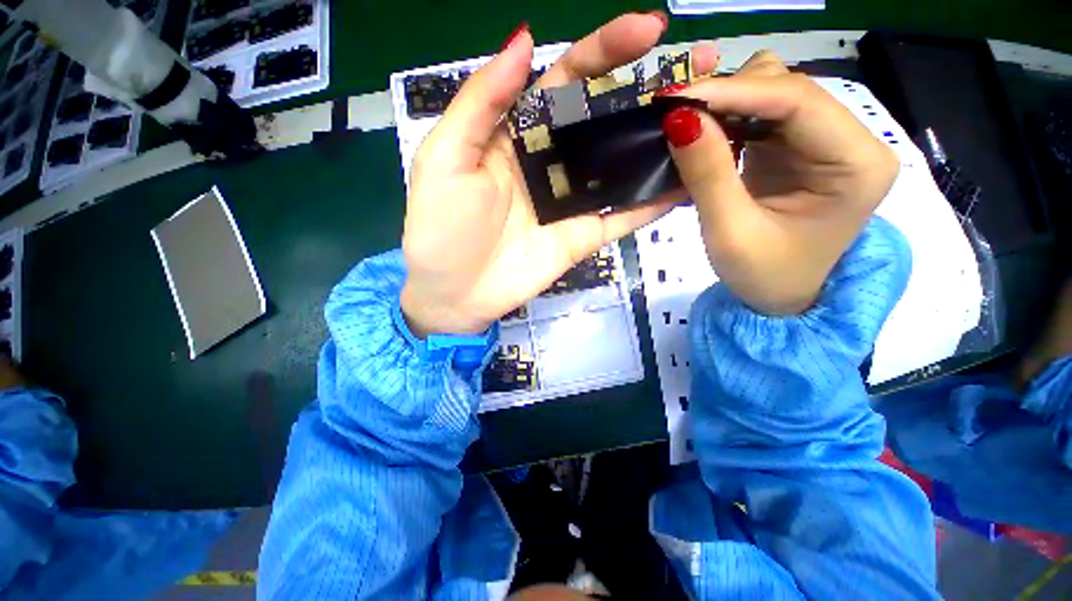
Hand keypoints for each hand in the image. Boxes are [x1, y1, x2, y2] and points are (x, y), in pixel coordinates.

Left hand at [401, 15, 719, 336]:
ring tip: (709, 117)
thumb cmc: (441, 227)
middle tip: (704, 67)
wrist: (454, 293)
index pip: (566, 80)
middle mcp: (550, 162)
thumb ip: (482, 103)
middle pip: (604, 117)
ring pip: (621, 164)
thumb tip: (525, 39)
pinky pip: (623, 216)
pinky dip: (653, 202)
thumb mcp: (445, 158)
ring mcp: (571, 201)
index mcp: (516, 134)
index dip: (604, 50)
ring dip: (661, 142)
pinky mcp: (583, 236)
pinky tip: (689, 183)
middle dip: (650, 89)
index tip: (648, 28)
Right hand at [662, 51, 898, 314]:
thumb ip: (707, 173)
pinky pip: (764, 116)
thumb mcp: (729, 232)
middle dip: (729, 95)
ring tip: (688, 128)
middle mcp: (852, 141)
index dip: (734, 91)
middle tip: (676, 118)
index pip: (798, 101)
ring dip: (728, 105)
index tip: (676, 100)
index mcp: (857, 164)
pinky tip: (705, 136)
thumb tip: (678, 118)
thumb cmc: (762, 276)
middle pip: (790, 88)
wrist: (780, 300)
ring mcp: (827, 142)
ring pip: (775, 94)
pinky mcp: (801, 150)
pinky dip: (730, 120)